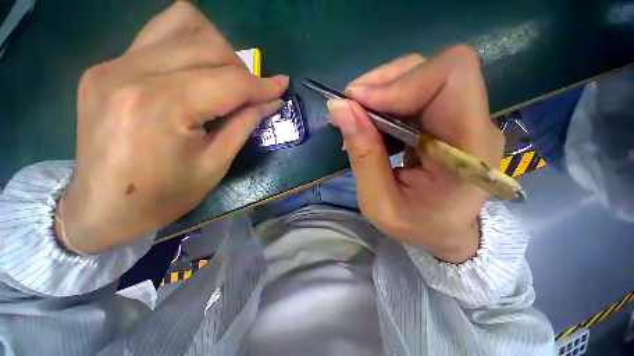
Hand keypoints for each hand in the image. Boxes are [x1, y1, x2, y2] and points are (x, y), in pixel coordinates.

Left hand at [56, 2, 288, 253]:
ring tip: (222, 79)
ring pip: (181, 25)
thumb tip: (271, 102)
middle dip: (241, 69)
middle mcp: (132, 73)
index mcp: (162, 107)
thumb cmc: (164, 196)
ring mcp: (112, 65)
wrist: (102, 208)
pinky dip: (187, 46)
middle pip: (207, 45)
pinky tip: (193, 72)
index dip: (262, 85)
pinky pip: (157, 36)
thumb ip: (244, 125)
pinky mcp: (105, 67)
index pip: (228, 81)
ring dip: (216, 49)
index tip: (282, 86)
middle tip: (250, 94)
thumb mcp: (215, 164)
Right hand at [327, 46, 503, 262]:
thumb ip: (363, 155)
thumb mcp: (379, 202)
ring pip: (422, 75)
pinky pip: (416, 92)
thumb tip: (340, 110)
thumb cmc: (417, 226)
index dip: (399, 82)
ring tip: (358, 121)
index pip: (451, 76)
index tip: (357, 105)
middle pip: (435, 68)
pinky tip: (372, 126)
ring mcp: (465, 117)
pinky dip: (386, 102)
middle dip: (383, 83)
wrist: (445, 232)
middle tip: (350, 110)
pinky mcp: (449, 118)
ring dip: (381, 92)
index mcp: (469, 148)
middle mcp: (475, 123)